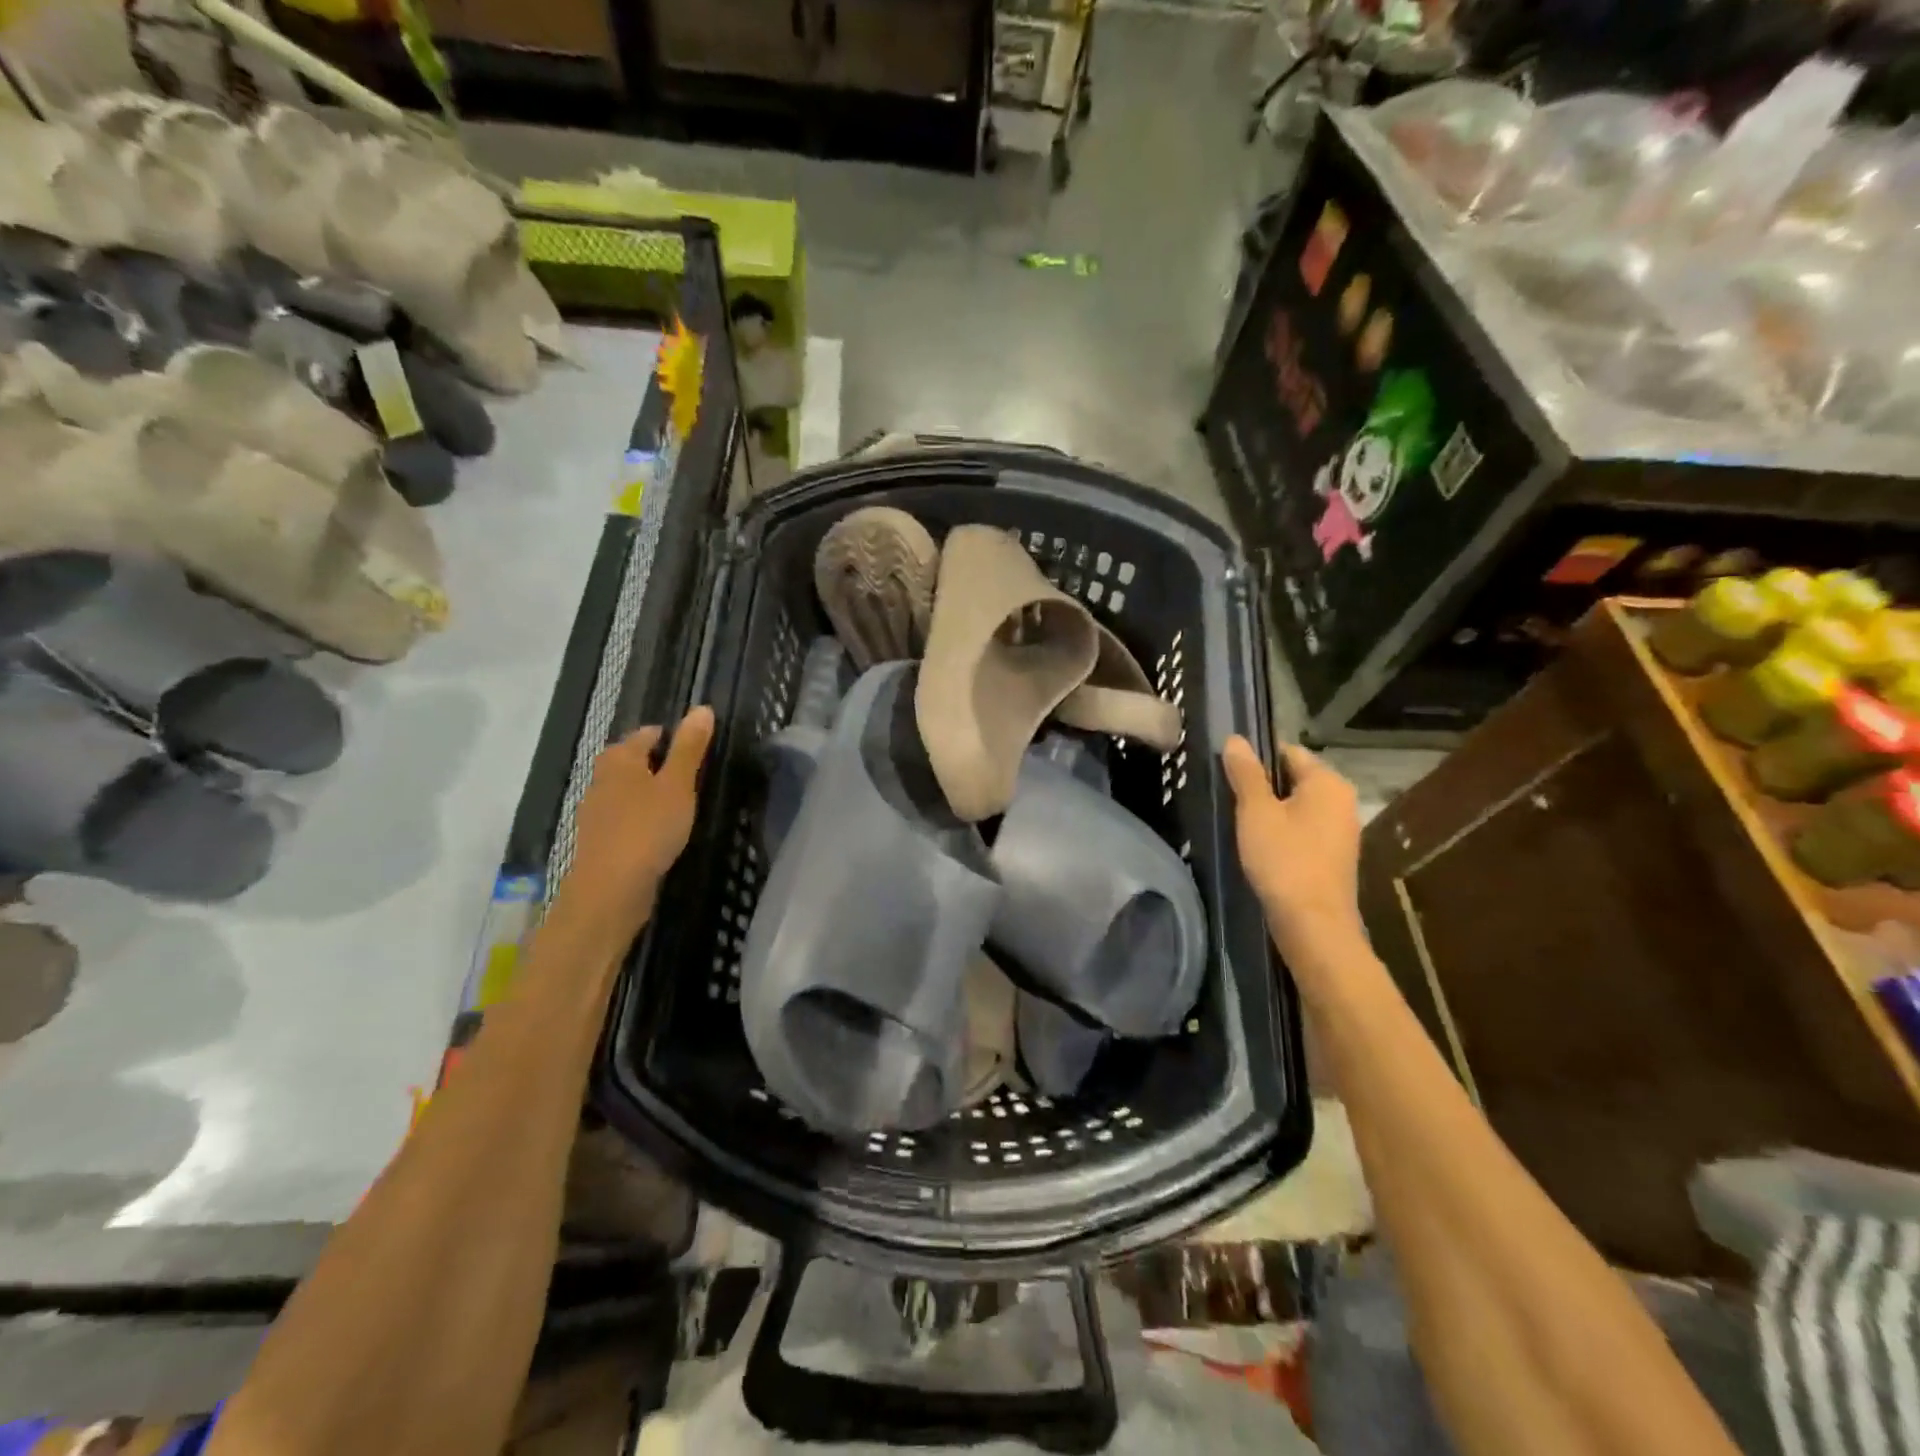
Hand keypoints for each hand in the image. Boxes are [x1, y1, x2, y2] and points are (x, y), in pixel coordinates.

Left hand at [559, 706, 715, 938]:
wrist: (610, 889)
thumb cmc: (648, 828)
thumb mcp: (678, 785)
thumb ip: (690, 749)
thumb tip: (702, 708)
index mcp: (620, 761)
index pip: (644, 735)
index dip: (668, 736)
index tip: (693, 745)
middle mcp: (601, 781)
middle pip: (629, 761)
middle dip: (653, 763)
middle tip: (687, 772)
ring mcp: (596, 813)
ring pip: (624, 791)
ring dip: (645, 792)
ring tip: (676, 802)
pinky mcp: (599, 842)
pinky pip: (622, 818)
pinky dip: (639, 818)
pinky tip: (657, 832)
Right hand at [1222, 736, 1363, 963]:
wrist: (1313, 924)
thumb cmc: (1284, 860)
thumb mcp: (1256, 811)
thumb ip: (1245, 773)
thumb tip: (1235, 739)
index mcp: (1328, 782)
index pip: (1288, 752)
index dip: (1256, 758)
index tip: (1228, 773)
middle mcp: (1342, 801)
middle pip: (1294, 779)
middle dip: (1262, 787)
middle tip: (1230, 799)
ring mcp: (1341, 831)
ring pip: (1298, 807)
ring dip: (1271, 812)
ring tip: (1241, 824)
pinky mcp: (1334, 857)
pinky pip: (1304, 831)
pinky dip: (1283, 833)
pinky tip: (1261, 848)